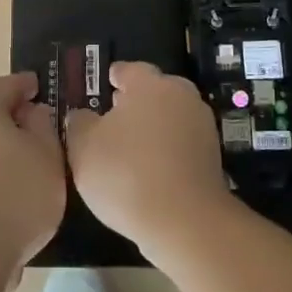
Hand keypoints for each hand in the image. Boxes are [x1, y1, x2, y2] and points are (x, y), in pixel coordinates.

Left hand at [0, 72, 66, 291]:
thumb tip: (32, 111)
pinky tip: (10, 177)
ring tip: (26, 153)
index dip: (26, 84)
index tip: (40, 86)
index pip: (6, 84)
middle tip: (33, 120)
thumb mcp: (48, 156)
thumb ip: (43, 126)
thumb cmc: (16, 195)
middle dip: (5, 108)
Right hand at [65, 61, 230, 248]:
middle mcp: (181, 95)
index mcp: (150, 84)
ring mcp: (202, 126)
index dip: (112, 78)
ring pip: (170, 117)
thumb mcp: (83, 147)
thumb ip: (79, 122)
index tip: (103, 87)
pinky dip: (167, 150)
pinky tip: (150, 171)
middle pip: (154, 91)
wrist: (185, 221)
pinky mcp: (212, 156)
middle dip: (135, 102)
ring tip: (129, 149)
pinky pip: (181, 143)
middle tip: (112, 119)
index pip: (128, 70)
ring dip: (153, 127)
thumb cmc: (126, 173)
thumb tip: (82, 115)